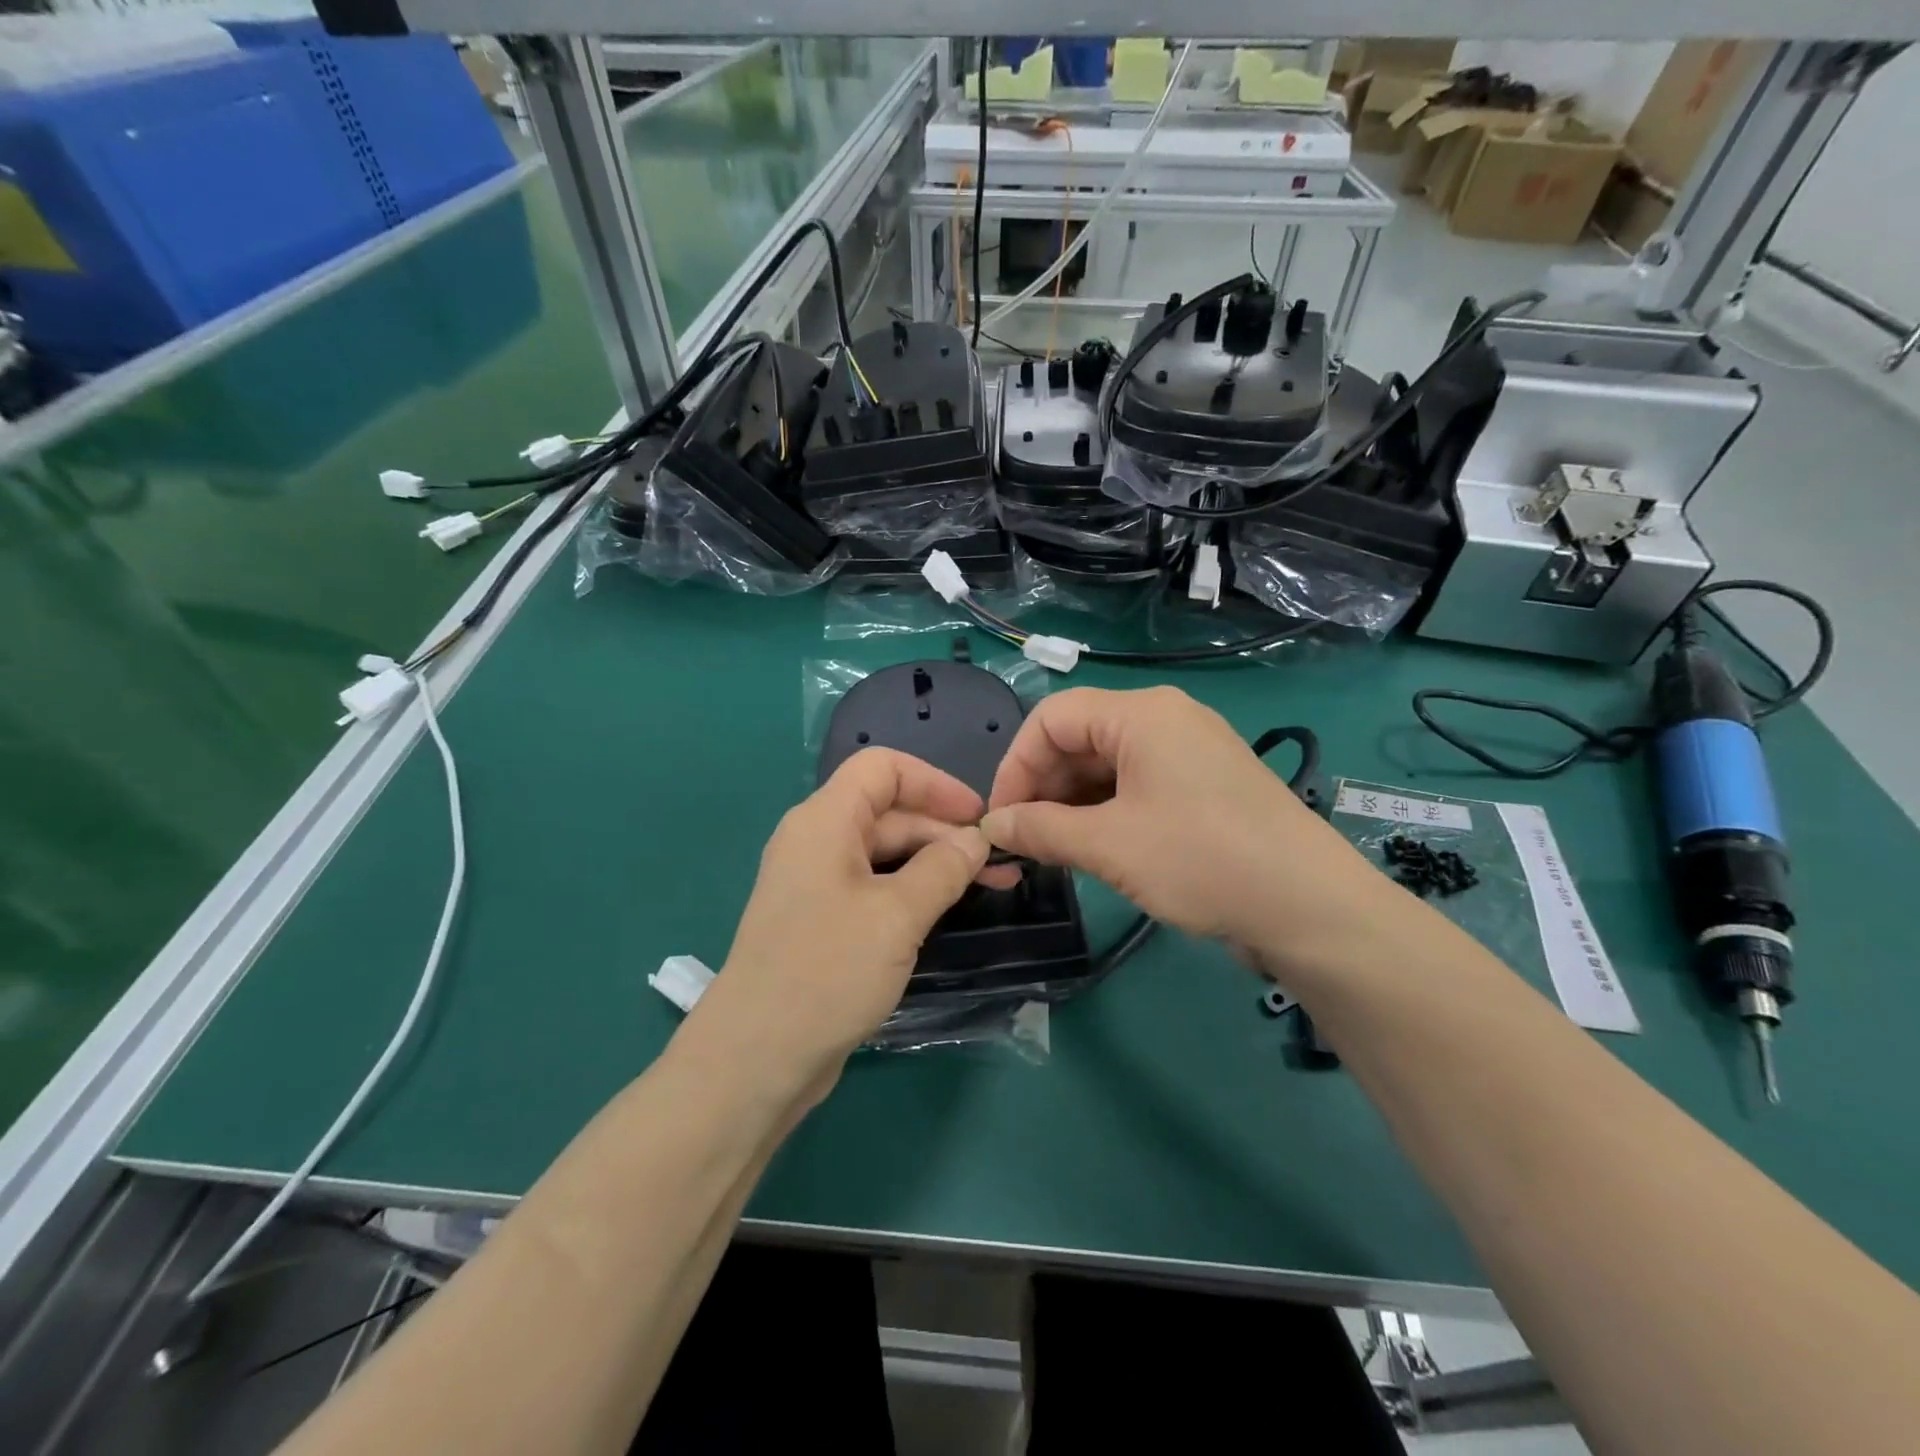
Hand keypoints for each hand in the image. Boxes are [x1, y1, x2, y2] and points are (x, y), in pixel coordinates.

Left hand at [691, 748, 989, 1092]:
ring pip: (885, 854)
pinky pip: (874, 888)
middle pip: (889, 813)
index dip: (935, 783)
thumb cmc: (827, 971)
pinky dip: (912, 891)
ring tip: (990, 886)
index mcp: (825, 821)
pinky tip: (945, 910)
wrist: (757, 1057)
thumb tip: (976, 840)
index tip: (978, 816)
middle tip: (1000, 865)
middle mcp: (817, 842)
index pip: (883, 769)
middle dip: (945, 832)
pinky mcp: (821, 921)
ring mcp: (817, 884)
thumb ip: (943, 868)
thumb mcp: (897, 915)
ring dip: (935, 864)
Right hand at [979, 686, 1388, 967]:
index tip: (1000, 818)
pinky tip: (1091, 847)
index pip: (1052, 718)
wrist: (1310, 907)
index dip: (1016, 764)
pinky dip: (1105, 811)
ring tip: (1053, 850)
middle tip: (1025, 841)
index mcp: (1141, 713)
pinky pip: (1136, 785)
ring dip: (1071, 803)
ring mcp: (1188, 752)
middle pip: (1079, 738)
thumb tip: (992, 827)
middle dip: (1043, 787)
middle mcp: (1165, 719)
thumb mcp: (1109, 845)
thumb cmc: (1202, 860)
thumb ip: (1041, 830)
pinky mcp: (1203, 785)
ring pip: (1106, 765)